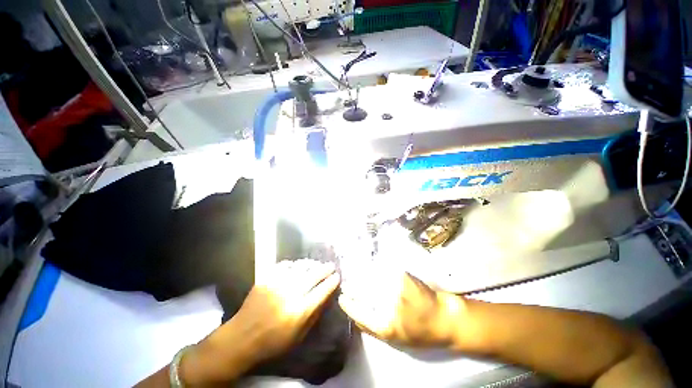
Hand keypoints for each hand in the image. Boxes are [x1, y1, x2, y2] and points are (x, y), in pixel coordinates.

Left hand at [231, 259, 341, 360]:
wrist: (241, 338)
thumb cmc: (272, 342)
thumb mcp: (298, 336)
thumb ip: (313, 315)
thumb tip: (326, 297)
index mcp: (299, 311)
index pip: (321, 291)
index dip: (332, 282)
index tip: (337, 276)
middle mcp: (290, 294)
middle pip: (313, 276)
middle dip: (325, 269)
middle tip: (331, 265)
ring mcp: (277, 284)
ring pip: (300, 268)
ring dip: (310, 265)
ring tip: (315, 265)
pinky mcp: (266, 279)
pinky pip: (284, 266)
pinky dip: (292, 265)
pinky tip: (295, 267)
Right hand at [339, 272, 463, 347]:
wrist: (444, 319)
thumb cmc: (419, 332)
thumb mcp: (394, 339)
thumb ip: (372, 329)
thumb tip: (353, 317)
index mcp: (386, 326)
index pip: (359, 313)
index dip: (348, 305)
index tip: (342, 298)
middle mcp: (389, 306)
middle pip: (363, 292)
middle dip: (352, 287)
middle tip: (346, 284)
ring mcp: (396, 288)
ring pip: (370, 278)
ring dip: (360, 275)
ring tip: (355, 274)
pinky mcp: (402, 276)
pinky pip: (382, 270)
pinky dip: (373, 268)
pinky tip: (370, 267)